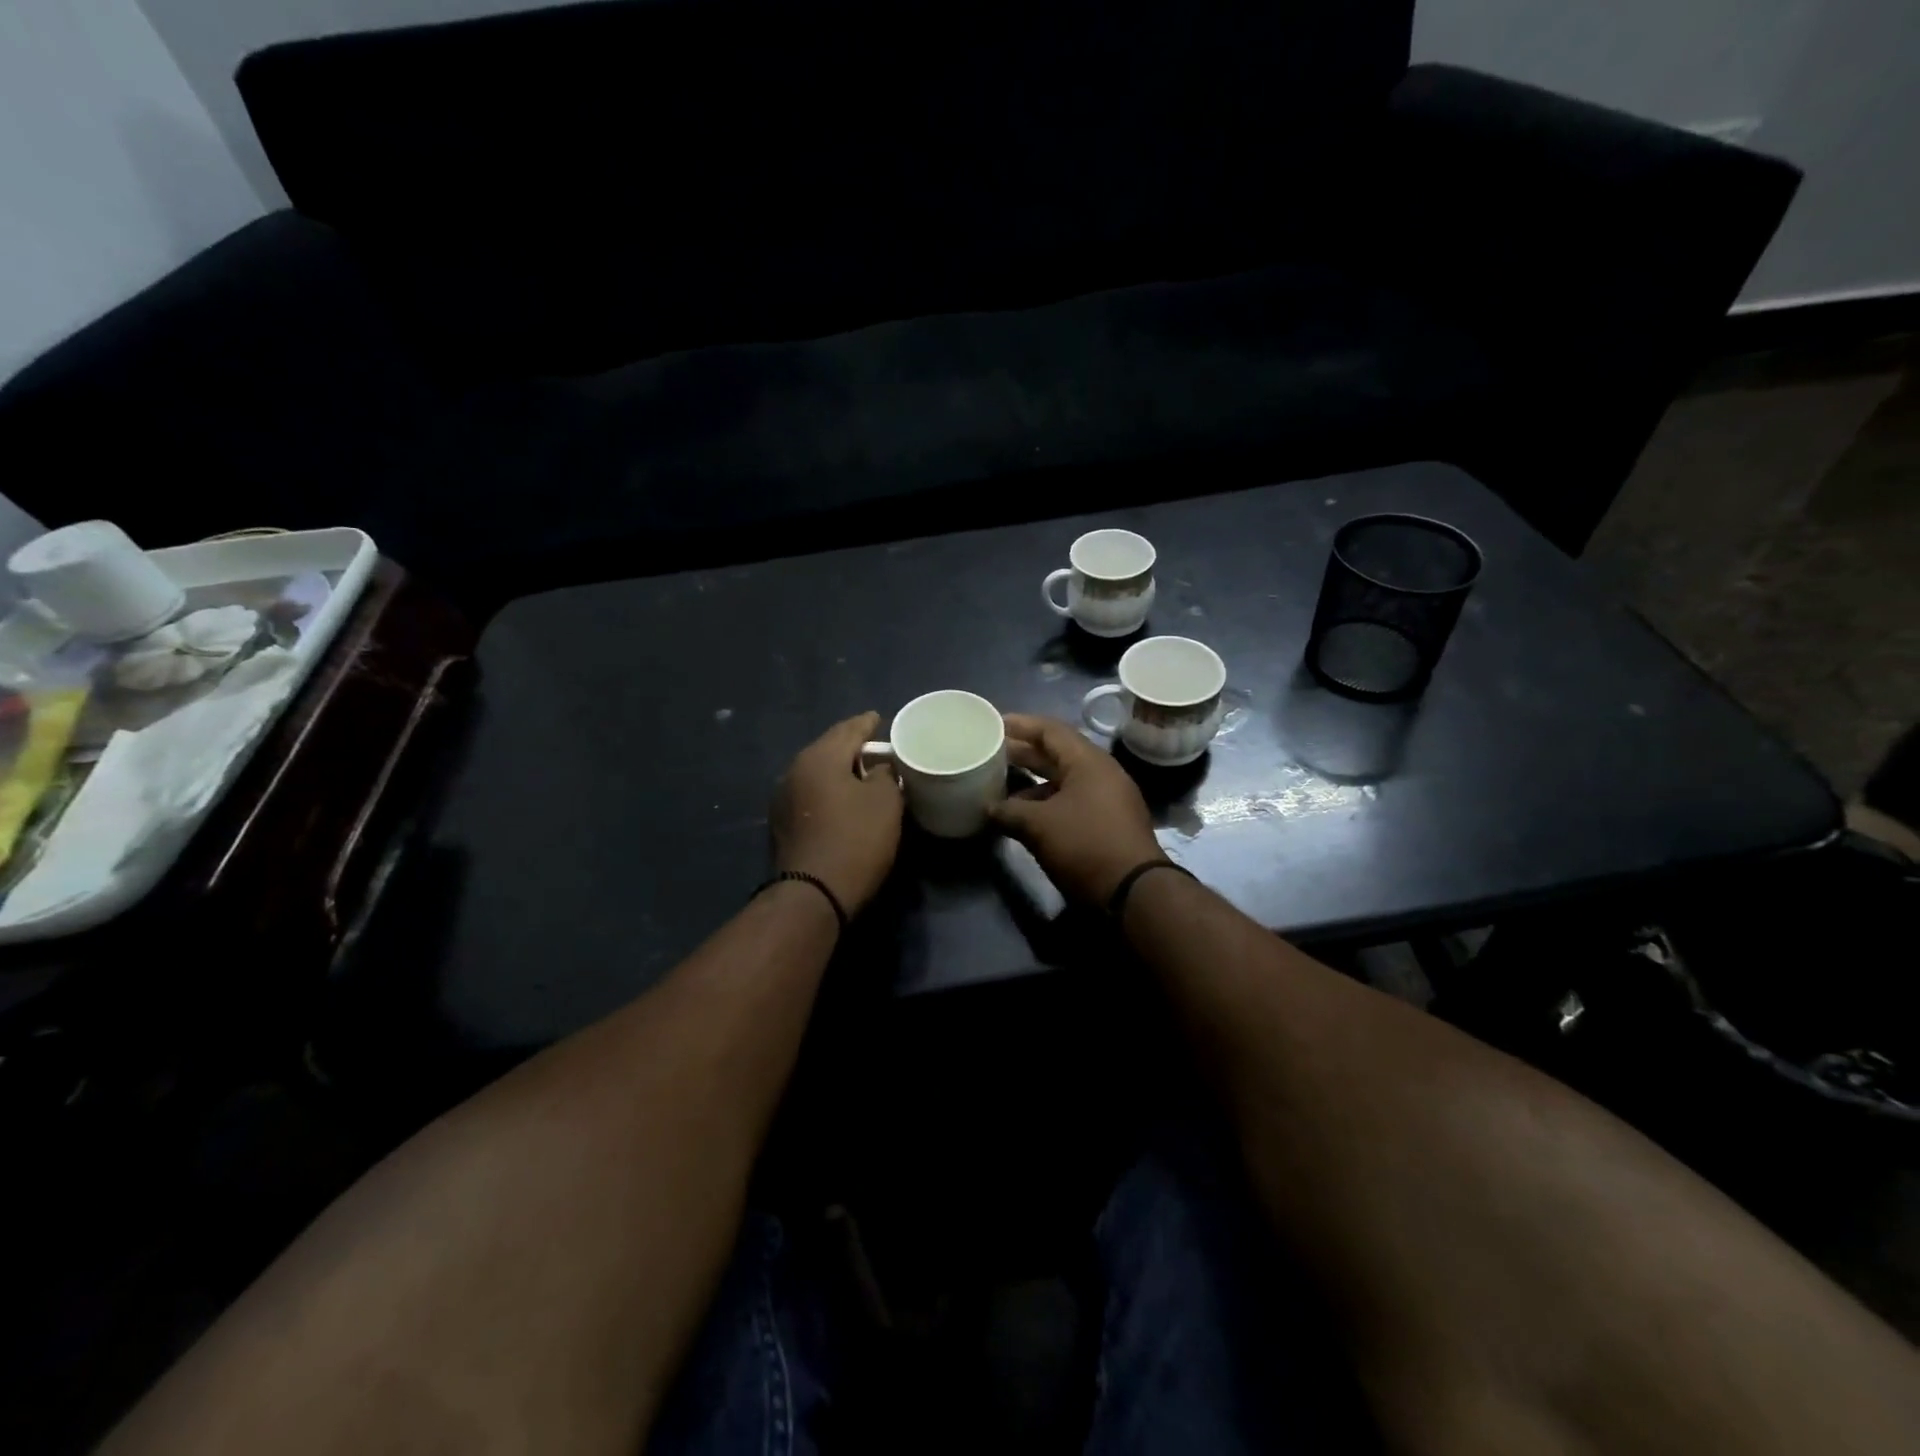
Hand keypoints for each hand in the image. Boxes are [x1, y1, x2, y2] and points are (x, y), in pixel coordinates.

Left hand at [772, 712, 903, 915]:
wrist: (813, 894)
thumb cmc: (856, 840)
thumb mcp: (885, 802)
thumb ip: (885, 774)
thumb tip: (879, 767)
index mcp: (819, 757)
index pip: (848, 729)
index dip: (867, 723)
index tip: (879, 718)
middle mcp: (795, 770)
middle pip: (829, 748)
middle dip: (852, 746)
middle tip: (876, 746)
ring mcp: (784, 798)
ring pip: (818, 772)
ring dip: (840, 770)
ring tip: (863, 772)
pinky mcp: (783, 823)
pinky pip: (812, 793)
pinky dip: (829, 790)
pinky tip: (844, 798)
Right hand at [990, 713, 1164, 904]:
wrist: (1134, 892)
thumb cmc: (1085, 845)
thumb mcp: (1039, 826)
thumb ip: (1009, 812)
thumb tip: (989, 809)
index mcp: (1088, 762)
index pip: (1051, 730)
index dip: (1021, 725)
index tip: (994, 723)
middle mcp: (1101, 773)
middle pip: (1058, 753)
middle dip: (1024, 752)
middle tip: (992, 751)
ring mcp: (1108, 799)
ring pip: (1064, 780)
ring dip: (1033, 781)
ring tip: (1001, 785)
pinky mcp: (1108, 823)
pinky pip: (1071, 800)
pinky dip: (1046, 802)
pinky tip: (1024, 815)